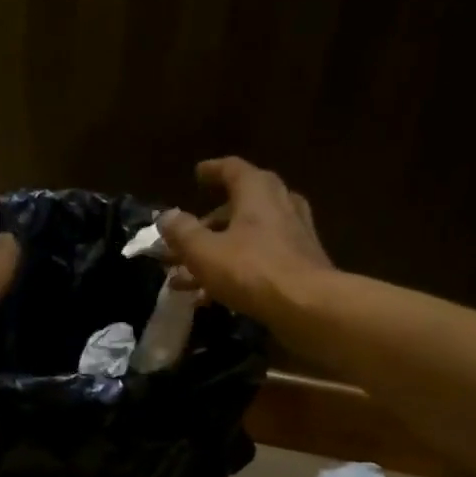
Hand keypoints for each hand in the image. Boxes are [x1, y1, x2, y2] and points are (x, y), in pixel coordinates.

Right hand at [157, 157, 333, 325]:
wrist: (308, 307)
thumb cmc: (252, 271)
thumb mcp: (205, 252)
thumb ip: (183, 233)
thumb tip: (166, 216)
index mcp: (257, 193)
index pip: (233, 169)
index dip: (213, 171)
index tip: (197, 174)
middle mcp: (280, 206)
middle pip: (242, 204)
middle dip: (212, 220)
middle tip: (190, 234)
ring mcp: (294, 236)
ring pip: (250, 236)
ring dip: (219, 251)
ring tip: (188, 276)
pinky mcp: (300, 265)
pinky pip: (261, 260)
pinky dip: (237, 269)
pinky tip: (213, 295)